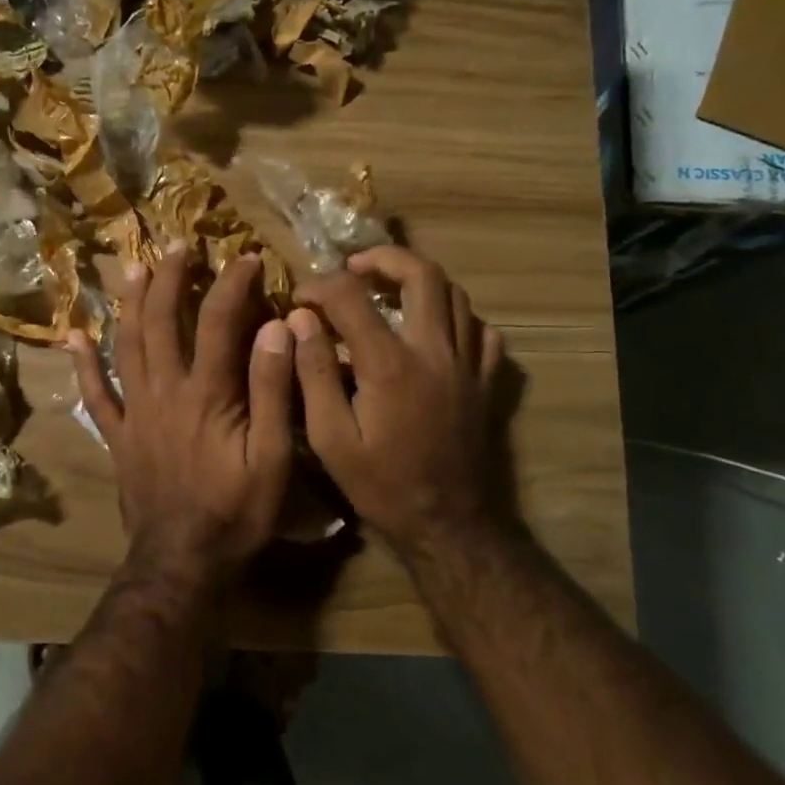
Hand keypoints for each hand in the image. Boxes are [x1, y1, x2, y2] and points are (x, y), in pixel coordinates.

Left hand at [70, 244, 294, 586]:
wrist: (183, 561)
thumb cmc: (237, 512)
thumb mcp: (273, 456)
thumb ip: (273, 390)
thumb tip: (276, 328)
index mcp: (208, 394)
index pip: (220, 322)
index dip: (233, 284)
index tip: (246, 257)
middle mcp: (165, 392)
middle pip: (162, 321)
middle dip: (170, 278)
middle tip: (176, 245)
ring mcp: (135, 413)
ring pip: (126, 346)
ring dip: (130, 303)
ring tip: (132, 267)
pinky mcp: (118, 437)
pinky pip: (95, 396)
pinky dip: (83, 365)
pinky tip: (73, 336)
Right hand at [288, 248, 503, 561]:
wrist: (447, 524)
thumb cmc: (381, 485)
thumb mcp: (330, 438)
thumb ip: (313, 373)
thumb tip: (300, 321)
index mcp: (391, 364)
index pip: (351, 297)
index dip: (320, 287)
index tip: (298, 298)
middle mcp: (435, 351)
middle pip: (422, 274)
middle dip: (384, 259)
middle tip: (355, 268)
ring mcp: (468, 365)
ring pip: (456, 296)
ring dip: (420, 282)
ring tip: (390, 291)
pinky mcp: (486, 383)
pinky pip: (481, 332)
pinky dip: (456, 319)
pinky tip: (434, 331)